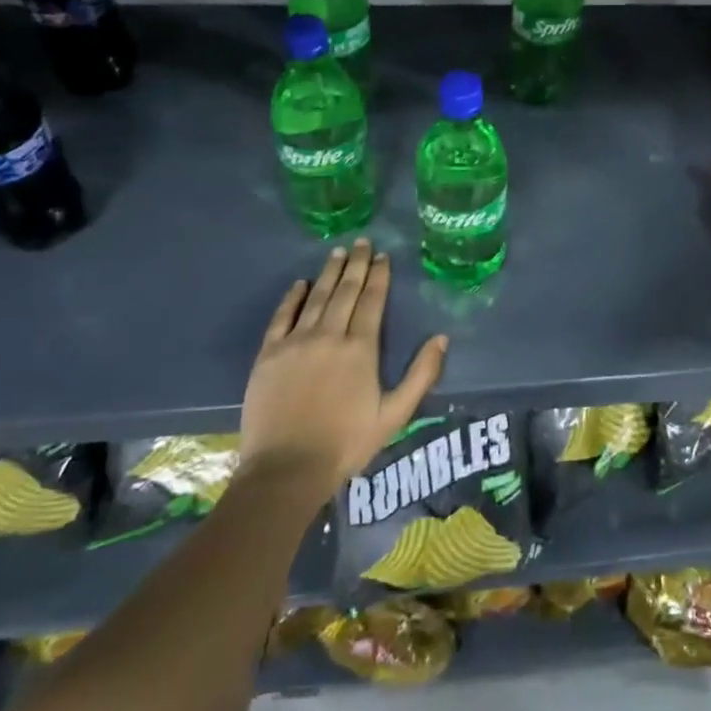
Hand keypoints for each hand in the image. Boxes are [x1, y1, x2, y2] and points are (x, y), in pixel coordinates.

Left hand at [240, 238, 447, 490]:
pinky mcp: (269, 354)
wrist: (287, 468)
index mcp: (360, 348)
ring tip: (338, 252)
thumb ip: (421, 374)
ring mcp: (295, 342)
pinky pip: (282, 317)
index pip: (372, 300)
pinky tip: (300, 284)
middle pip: (345, 291)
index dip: (379, 276)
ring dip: (328, 272)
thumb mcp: (395, 414)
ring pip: (316, 297)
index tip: (383, 256)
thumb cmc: (346, 443)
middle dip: (356, 264)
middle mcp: (329, 335)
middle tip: (362, 241)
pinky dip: (292, 297)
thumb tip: (442, 338)